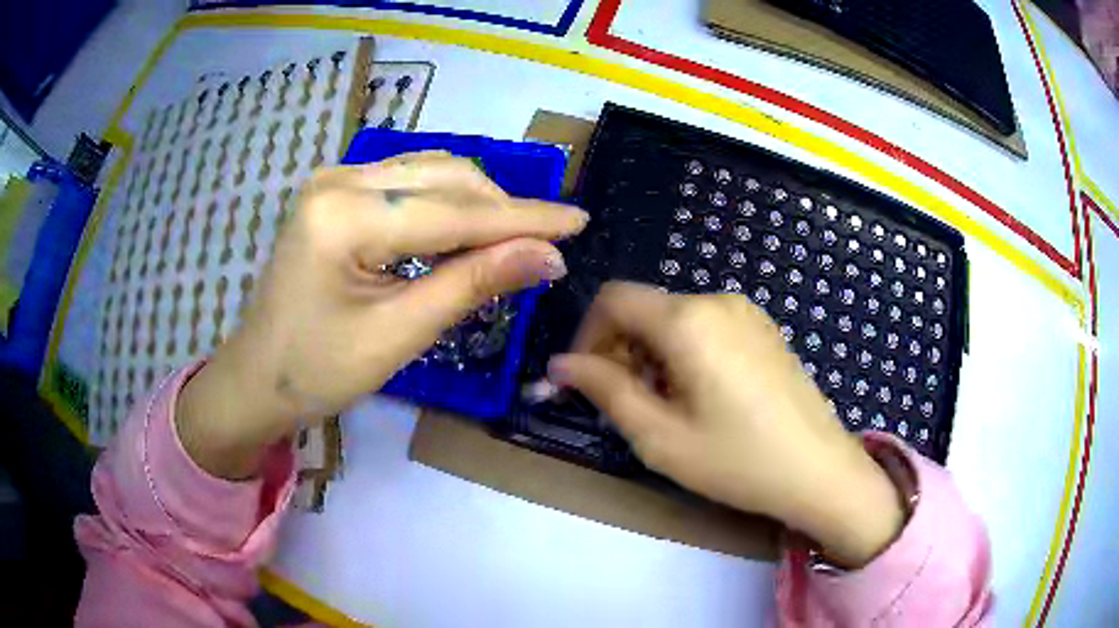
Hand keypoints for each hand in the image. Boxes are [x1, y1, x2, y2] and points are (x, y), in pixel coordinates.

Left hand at [177, 152, 587, 478]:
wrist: (257, 378)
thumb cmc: (318, 372)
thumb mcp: (398, 335)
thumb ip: (473, 285)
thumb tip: (547, 258)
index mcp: (344, 217)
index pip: (454, 211)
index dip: (523, 218)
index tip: (578, 219)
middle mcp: (338, 180)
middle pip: (445, 178)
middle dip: (501, 210)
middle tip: (541, 248)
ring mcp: (334, 180)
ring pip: (430, 173)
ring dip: (476, 204)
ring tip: (508, 242)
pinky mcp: (336, 192)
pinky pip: (407, 183)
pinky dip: (445, 204)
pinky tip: (462, 233)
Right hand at [548, 282, 903, 567]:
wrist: (820, 471)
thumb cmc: (738, 460)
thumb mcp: (660, 436)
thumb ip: (604, 391)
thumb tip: (560, 364)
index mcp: (688, 320)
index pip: (613, 299)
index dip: (587, 335)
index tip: (585, 380)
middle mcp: (717, 300)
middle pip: (645, 309)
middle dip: (621, 350)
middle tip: (626, 404)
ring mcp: (747, 312)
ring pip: (674, 320)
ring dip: (653, 355)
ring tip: (667, 408)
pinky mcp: (764, 329)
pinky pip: (706, 327)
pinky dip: (685, 353)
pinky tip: (702, 397)